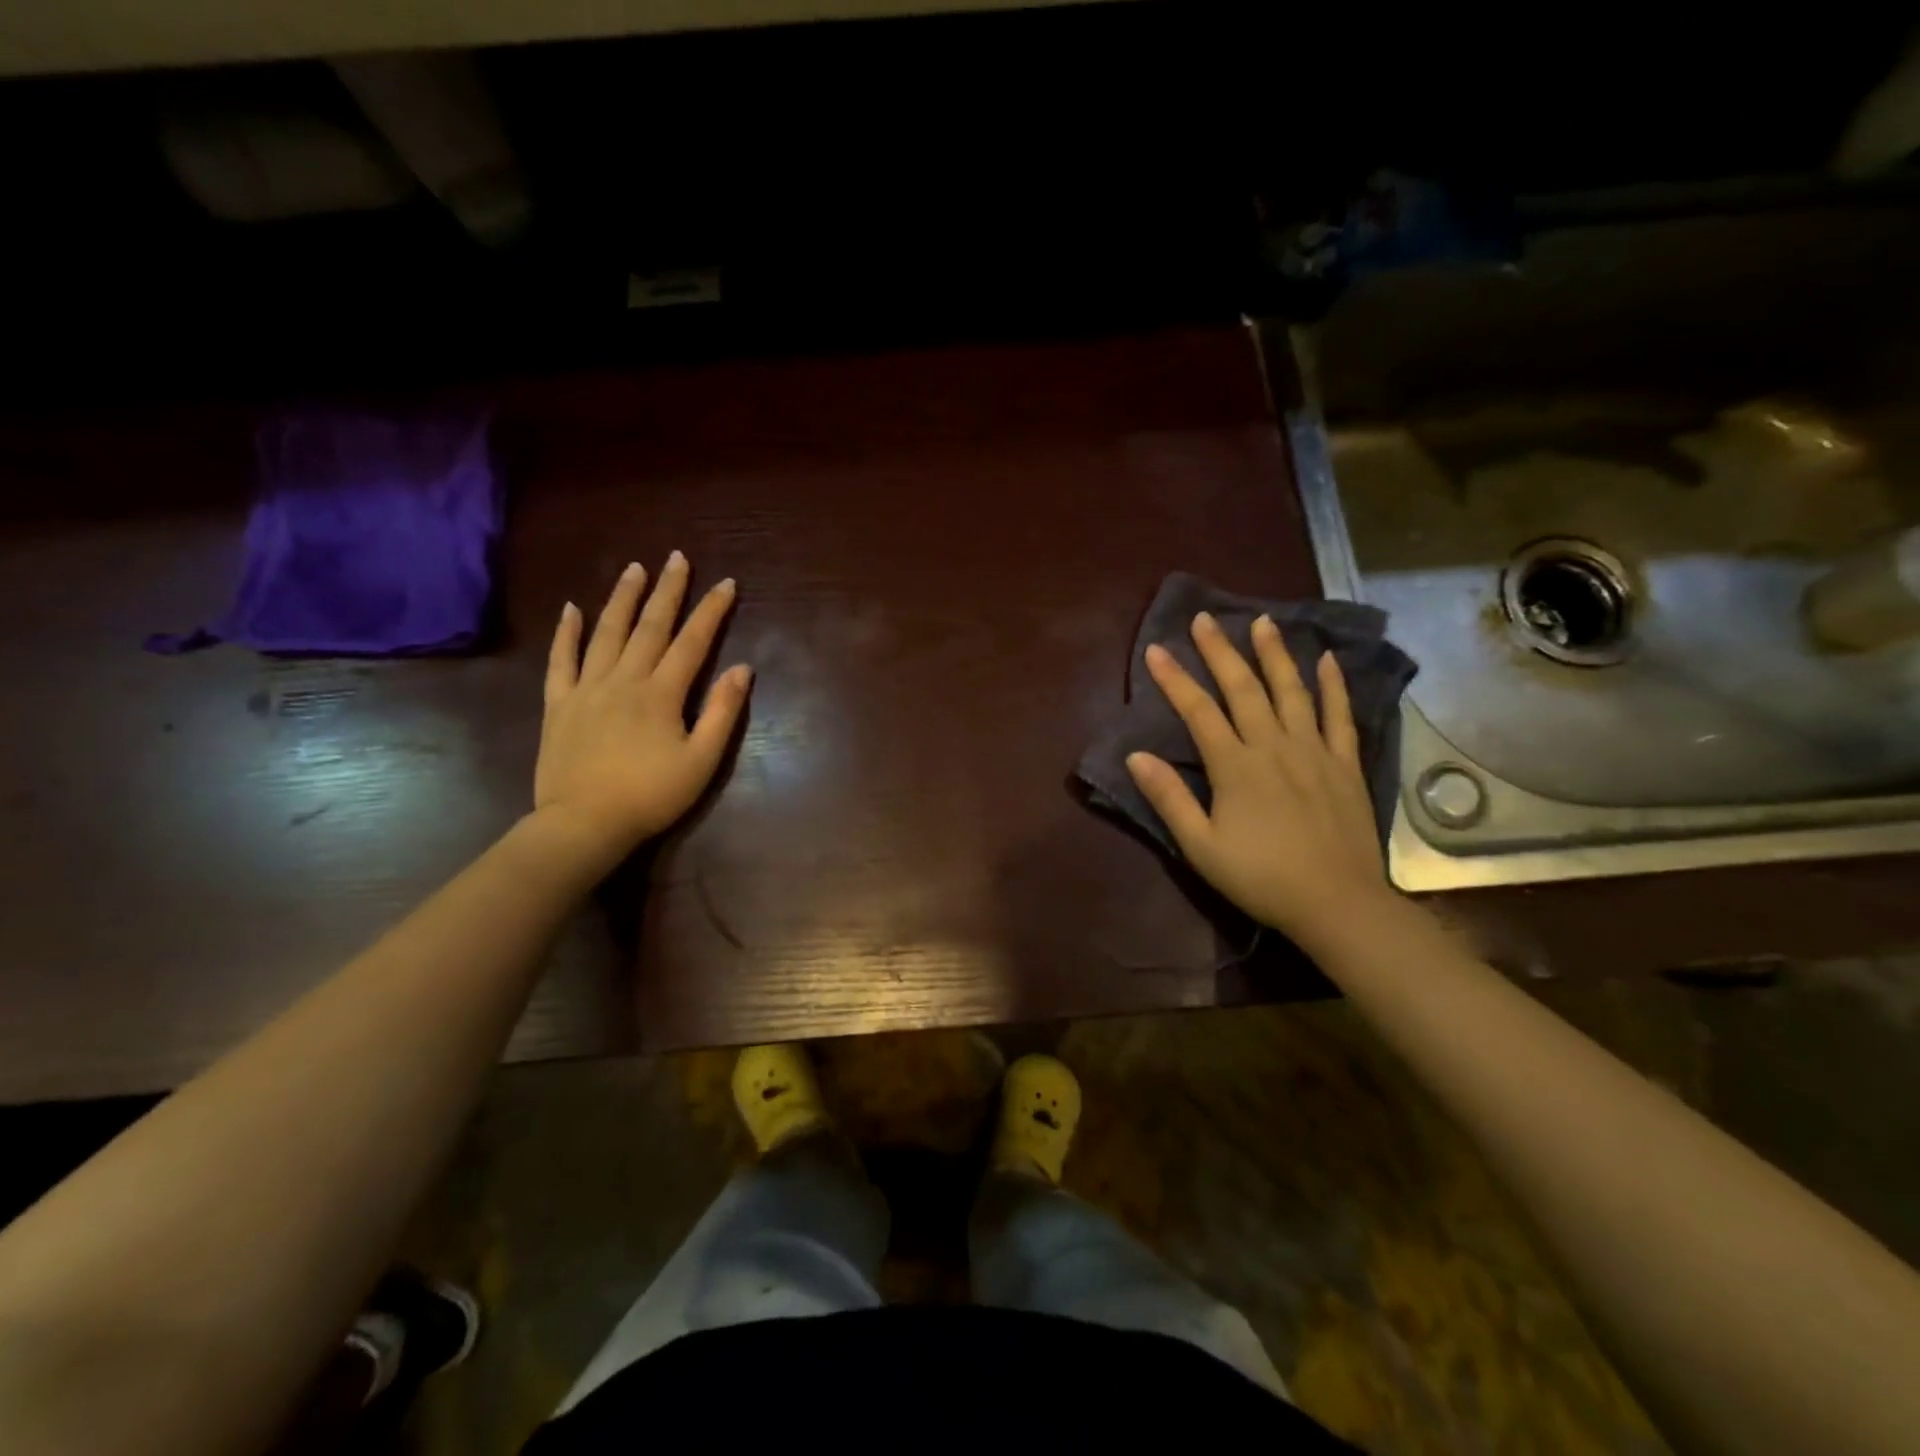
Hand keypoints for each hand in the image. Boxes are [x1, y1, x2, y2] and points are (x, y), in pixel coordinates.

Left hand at [534, 552, 751, 860]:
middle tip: (677, 558)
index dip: (711, 611)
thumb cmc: (651, 796)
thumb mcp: (701, 761)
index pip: (693, 642)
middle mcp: (624, 679)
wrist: (584, 824)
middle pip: (650, 626)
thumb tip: (742, 669)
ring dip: (622, 598)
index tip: (726, 583)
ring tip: (634, 568)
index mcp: (661, 693)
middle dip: (667, 590)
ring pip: (606, 633)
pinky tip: (571, 609)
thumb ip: (722, 713)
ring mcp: (587, 688)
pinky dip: (566, 633)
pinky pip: (561, 660)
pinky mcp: (558, 704)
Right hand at [1125, 611, 1391, 941]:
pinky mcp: (1344, 764)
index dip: (1175, 679)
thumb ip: (1169, 799)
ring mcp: (1314, 751)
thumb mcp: (1201, 847)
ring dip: (1274, 654)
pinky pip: (1339, 715)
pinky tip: (1326, 660)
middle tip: (1205, 618)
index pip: (1198, 711)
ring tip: (1263, 621)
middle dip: (1221, 651)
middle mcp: (1273, 746)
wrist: (1336, 903)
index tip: (1156, 650)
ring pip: (1292, 691)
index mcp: (1235, 766)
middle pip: (1244, 688)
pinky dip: (1333, 685)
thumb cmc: (1261, 877)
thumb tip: (1136, 756)